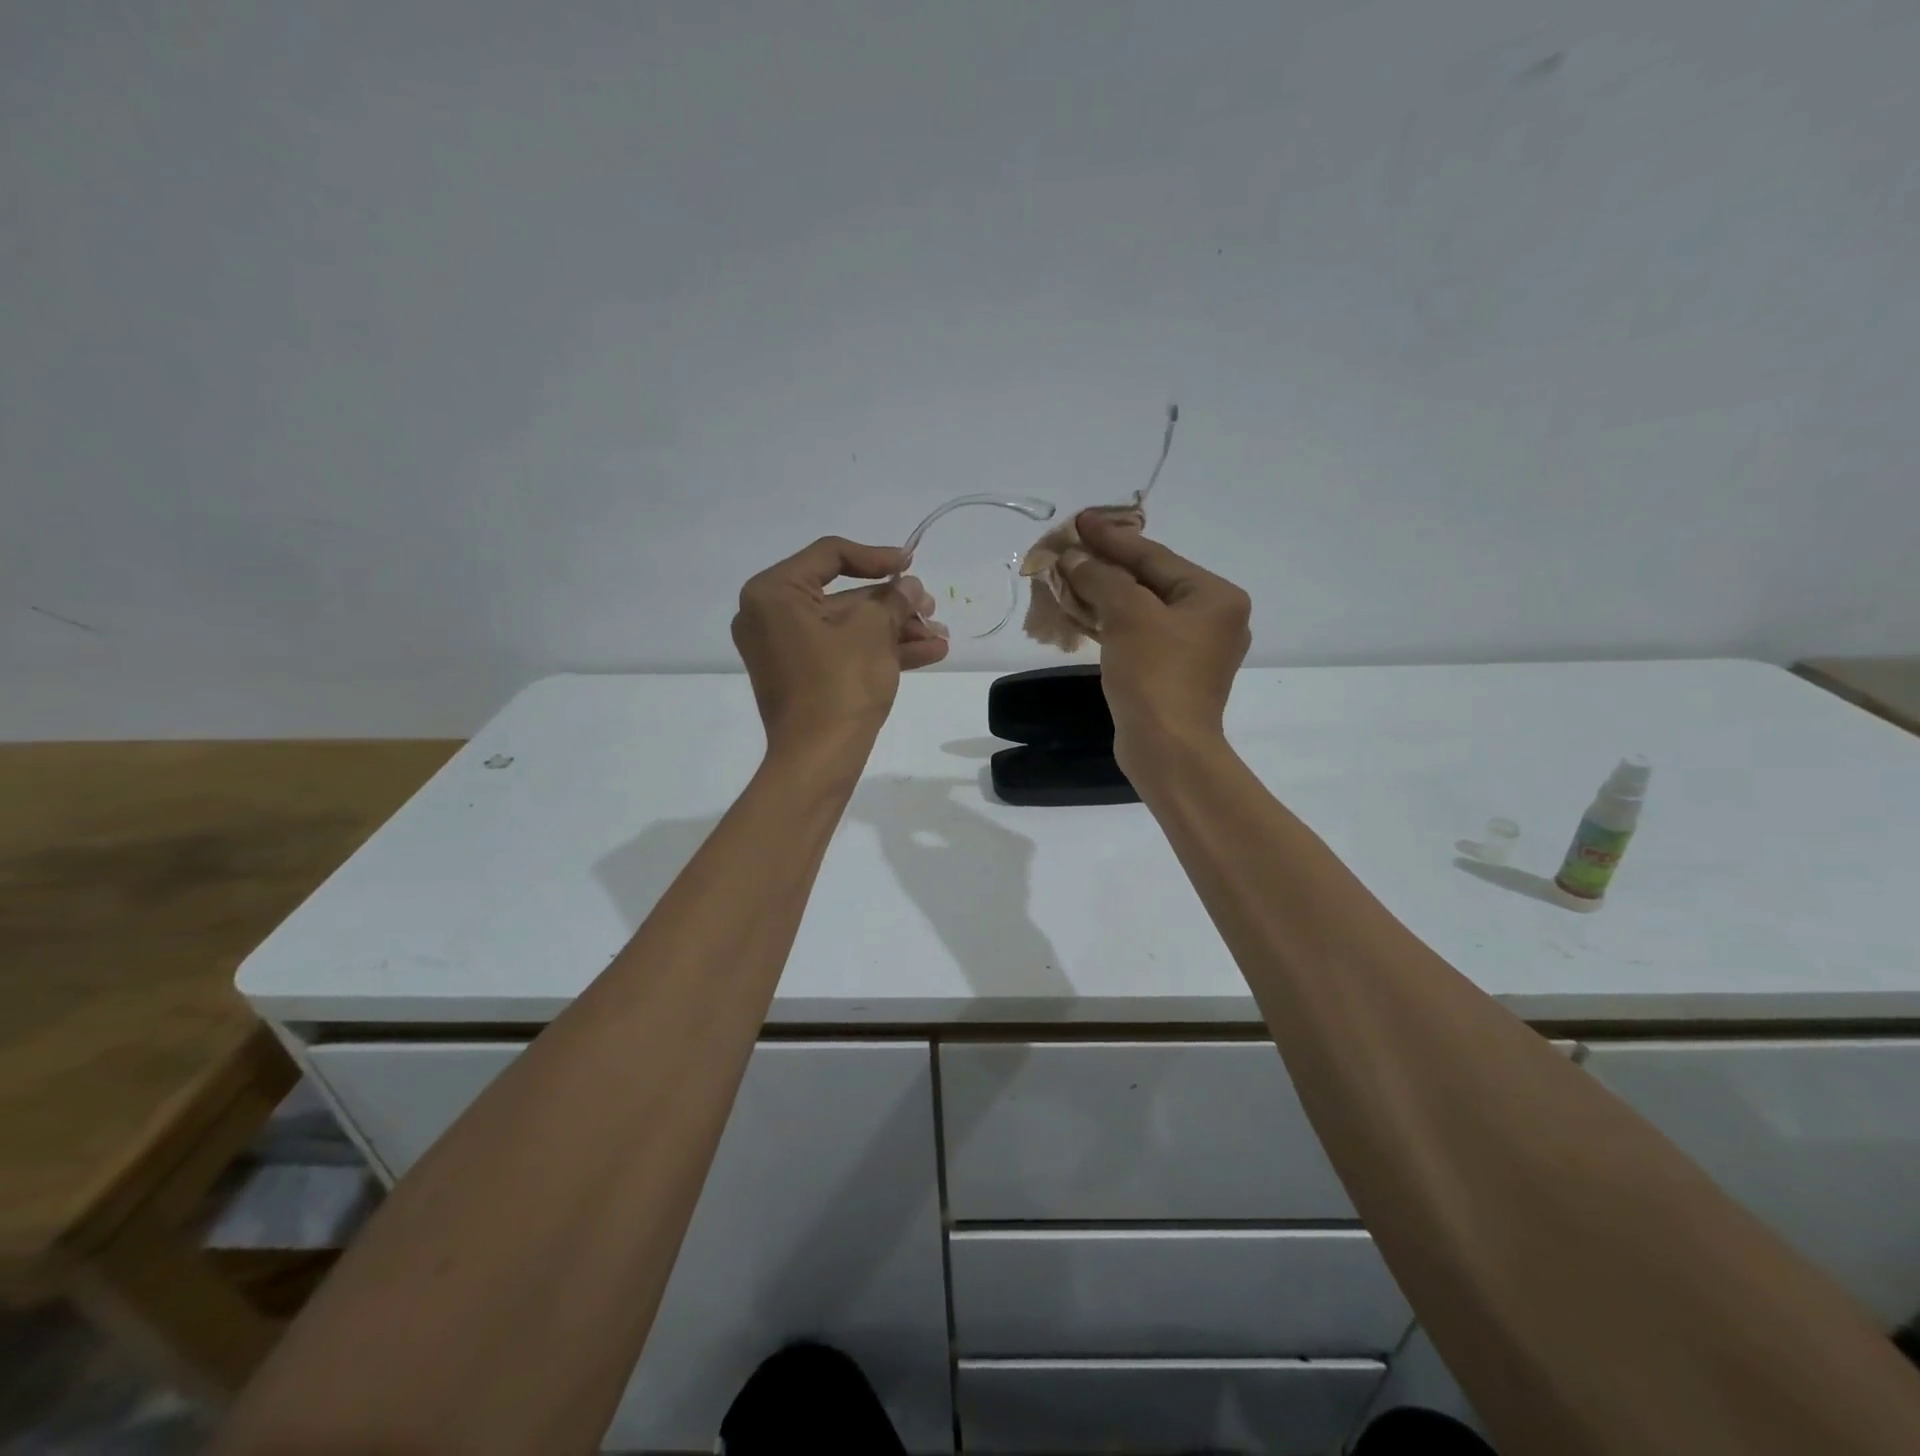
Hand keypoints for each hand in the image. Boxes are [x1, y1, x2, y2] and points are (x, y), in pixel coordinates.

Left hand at [732, 536, 948, 753]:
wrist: (818, 759)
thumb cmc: (839, 683)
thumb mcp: (873, 632)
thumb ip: (893, 600)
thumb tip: (909, 587)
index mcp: (774, 592)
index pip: (830, 555)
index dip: (876, 557)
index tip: (911, 565)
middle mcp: (771, 616)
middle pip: (843, 595)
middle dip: (894, 604)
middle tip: (931, 608)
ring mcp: (786, 650)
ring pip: (849, 628)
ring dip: (896, 630)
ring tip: (941, 637)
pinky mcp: (802, 677)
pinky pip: (843, 652)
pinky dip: (881, 651)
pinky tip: (929, 653)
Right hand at [1059, 510, 1250, 772]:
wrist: (1167, 749)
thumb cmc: (1155, 675)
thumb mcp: (1127, 615)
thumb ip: (1100, 577)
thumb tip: (1073, 556)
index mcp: (1215, 596)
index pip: (1155, 556)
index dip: (1112, 538)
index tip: (1079, 521)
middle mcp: (1213, 618)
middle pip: (1150, 581)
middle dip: (1105, 567)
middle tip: (1069, 548)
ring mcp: (1194, 649)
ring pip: (1142, 610)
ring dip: (1104, 595)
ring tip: (1067, 576)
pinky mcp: (1173, 674)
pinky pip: (1140, 635)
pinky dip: (1111, 623)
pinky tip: (1083, 613)